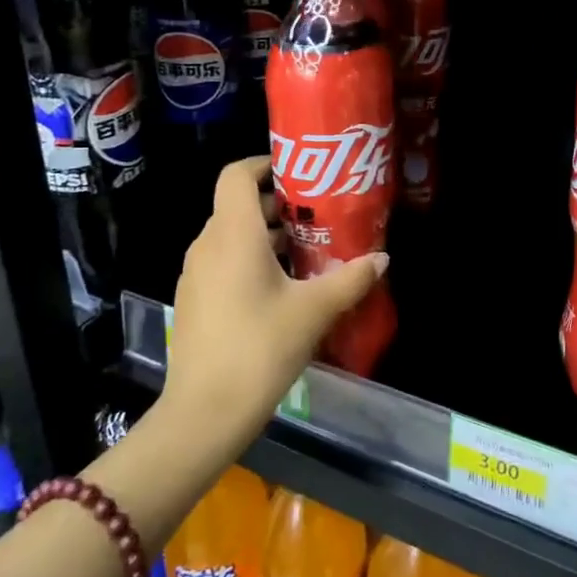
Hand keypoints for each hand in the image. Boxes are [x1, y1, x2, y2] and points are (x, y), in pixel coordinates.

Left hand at [160, 156, 387, 445]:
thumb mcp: (314, 311)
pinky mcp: (194, 301)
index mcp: (233, 234)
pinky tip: (282, 289)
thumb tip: (382, 257)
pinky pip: (223, 263)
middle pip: (238, 205)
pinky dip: (251, 261)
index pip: (237, 175)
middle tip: (319, 215)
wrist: (204, 413)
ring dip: (267, 236)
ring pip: (231, 236)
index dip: (265, 164)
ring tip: (309, 252)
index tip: (300, 173)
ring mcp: (196, 275)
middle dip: (279, 204)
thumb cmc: (260, 348)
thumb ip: (350, 279)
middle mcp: (208, 245)